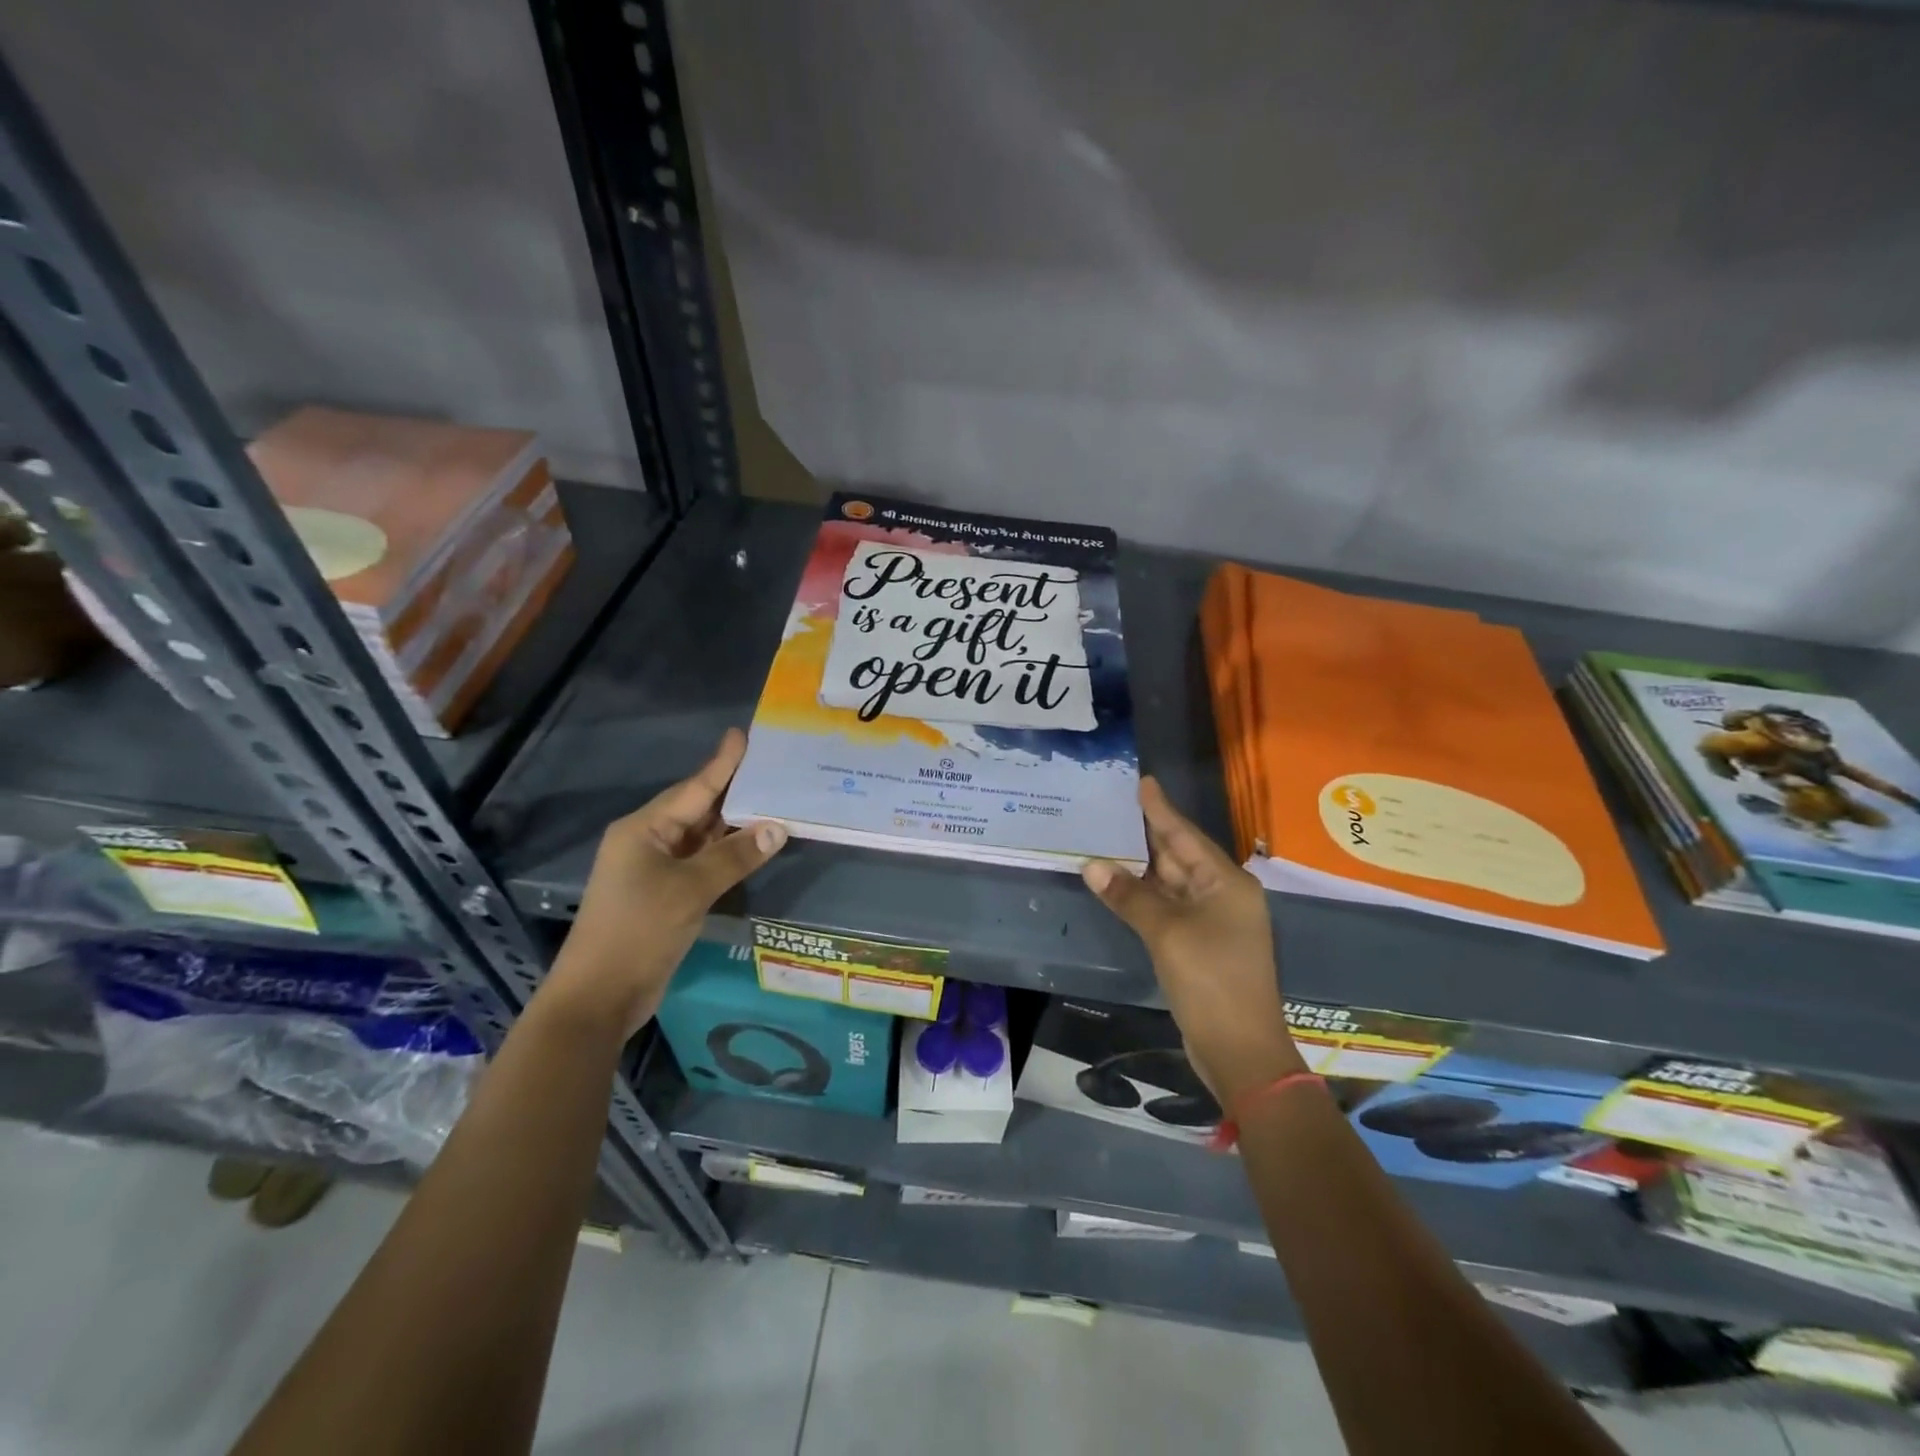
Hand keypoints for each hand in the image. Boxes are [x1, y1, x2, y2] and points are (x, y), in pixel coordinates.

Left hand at [543, 729, 785, 1035]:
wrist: (599, 997)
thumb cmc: (638, 931)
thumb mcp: (690, 889)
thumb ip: (735, 856)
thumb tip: (778, 828)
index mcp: (644, 829)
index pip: (694, 788)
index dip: (721, 763)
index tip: (743, 735)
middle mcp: (648, 842)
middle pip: (698, 808)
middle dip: (734, 791)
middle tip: (772, 768)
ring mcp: (655, 870)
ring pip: (702, 837)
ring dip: (734, 824)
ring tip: (774, 800)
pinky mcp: (664, 895)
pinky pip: (702, 862)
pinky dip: (727, 853)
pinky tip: (754, 846)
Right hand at [1082, 778, 1302, 1102]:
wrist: (1241, 1051)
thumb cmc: (1211, 981)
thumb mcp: (1167, 933)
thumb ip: (1129, 896)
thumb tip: (1092, 864)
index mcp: (1227, 883)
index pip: (1186, 835)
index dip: (1161, 809)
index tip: (1142, 782)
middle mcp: (1223, 895)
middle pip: (1179, 856)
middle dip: (1147, 834)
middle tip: (1113, 807)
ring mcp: (1213, 922)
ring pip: (1172, 883)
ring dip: (1141, 867)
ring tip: (1107, 838)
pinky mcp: (1200, 945)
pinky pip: (1168, 908)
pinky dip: (1144, 896)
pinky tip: (1119, 884)